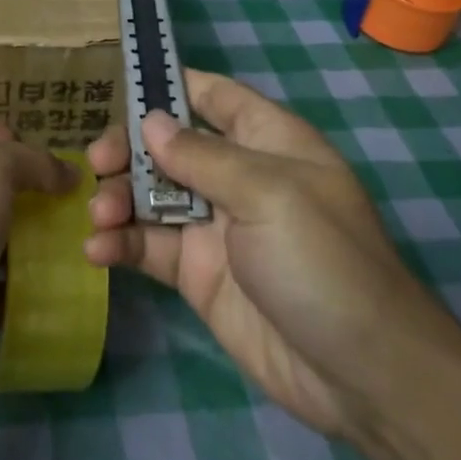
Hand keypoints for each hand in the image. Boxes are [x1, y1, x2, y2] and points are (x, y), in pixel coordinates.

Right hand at [86, 70, 460, 443]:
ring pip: (149, 194)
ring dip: (117, 197)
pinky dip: (119, 243)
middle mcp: (236, 176)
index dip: (170, 85)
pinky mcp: (196, 273)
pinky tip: (98, 250)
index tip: (119, 84)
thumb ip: (202, 156)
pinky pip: (148, 246)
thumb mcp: (267, 194)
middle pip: (168, 145)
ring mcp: (214, 227)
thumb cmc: (323, 261)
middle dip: (128, 148)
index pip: (213, 95)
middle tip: (97, 164)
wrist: (363, 375)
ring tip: (100, 215)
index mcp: (266, 141)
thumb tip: (150, 121)